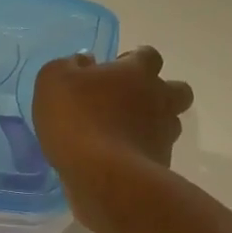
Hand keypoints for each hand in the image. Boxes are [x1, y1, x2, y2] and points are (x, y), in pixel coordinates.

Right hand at [34, 47, 193, 229]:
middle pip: (177, 90)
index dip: (134, 60)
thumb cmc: (77, 119)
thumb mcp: (54, 81)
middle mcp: (159, 99)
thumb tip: (85, 62)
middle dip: (160, 93)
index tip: (116, 70)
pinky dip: (143, 155)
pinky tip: (120, 162)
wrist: (102, 177)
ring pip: (171, 124)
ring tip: (125, 135)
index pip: (149, 56)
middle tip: (130, 102)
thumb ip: (69, 65)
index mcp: (137, 72)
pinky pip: (157, 154)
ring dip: (154, 125)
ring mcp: (164, 134)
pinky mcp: (162, 165)